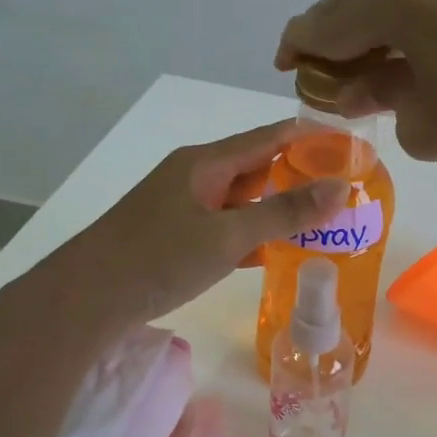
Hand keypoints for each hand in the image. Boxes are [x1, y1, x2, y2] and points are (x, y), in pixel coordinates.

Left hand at [49, 121, 345, 331]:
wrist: (85, 299)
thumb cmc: (158, 258)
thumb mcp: (228, 236)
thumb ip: (284, 212)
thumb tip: (341, 187)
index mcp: (205, 163)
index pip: (269, 136)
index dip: (310, 138)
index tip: (351, 146)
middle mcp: (194, 177)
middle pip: (256, 166)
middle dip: (299, 175)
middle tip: (345, 190)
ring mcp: (182, 207)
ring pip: (241, 200)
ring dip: (276, 208)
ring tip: (322, 220)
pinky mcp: (175, 237)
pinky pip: (224, 226)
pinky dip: (252, 234)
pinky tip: (276, 250)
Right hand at [276, 0, 436, 171]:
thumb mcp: (425, 124)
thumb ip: (382, 102)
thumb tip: (376, 87)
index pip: (320, 25)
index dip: (297, 51)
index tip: (286, 72)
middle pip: (354, 9)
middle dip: (338, 50)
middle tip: (332, 90)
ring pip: (393, 6)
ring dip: (376, 41)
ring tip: (372, 84)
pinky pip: (427, 5)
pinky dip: (409, 33)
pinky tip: (414, 66)